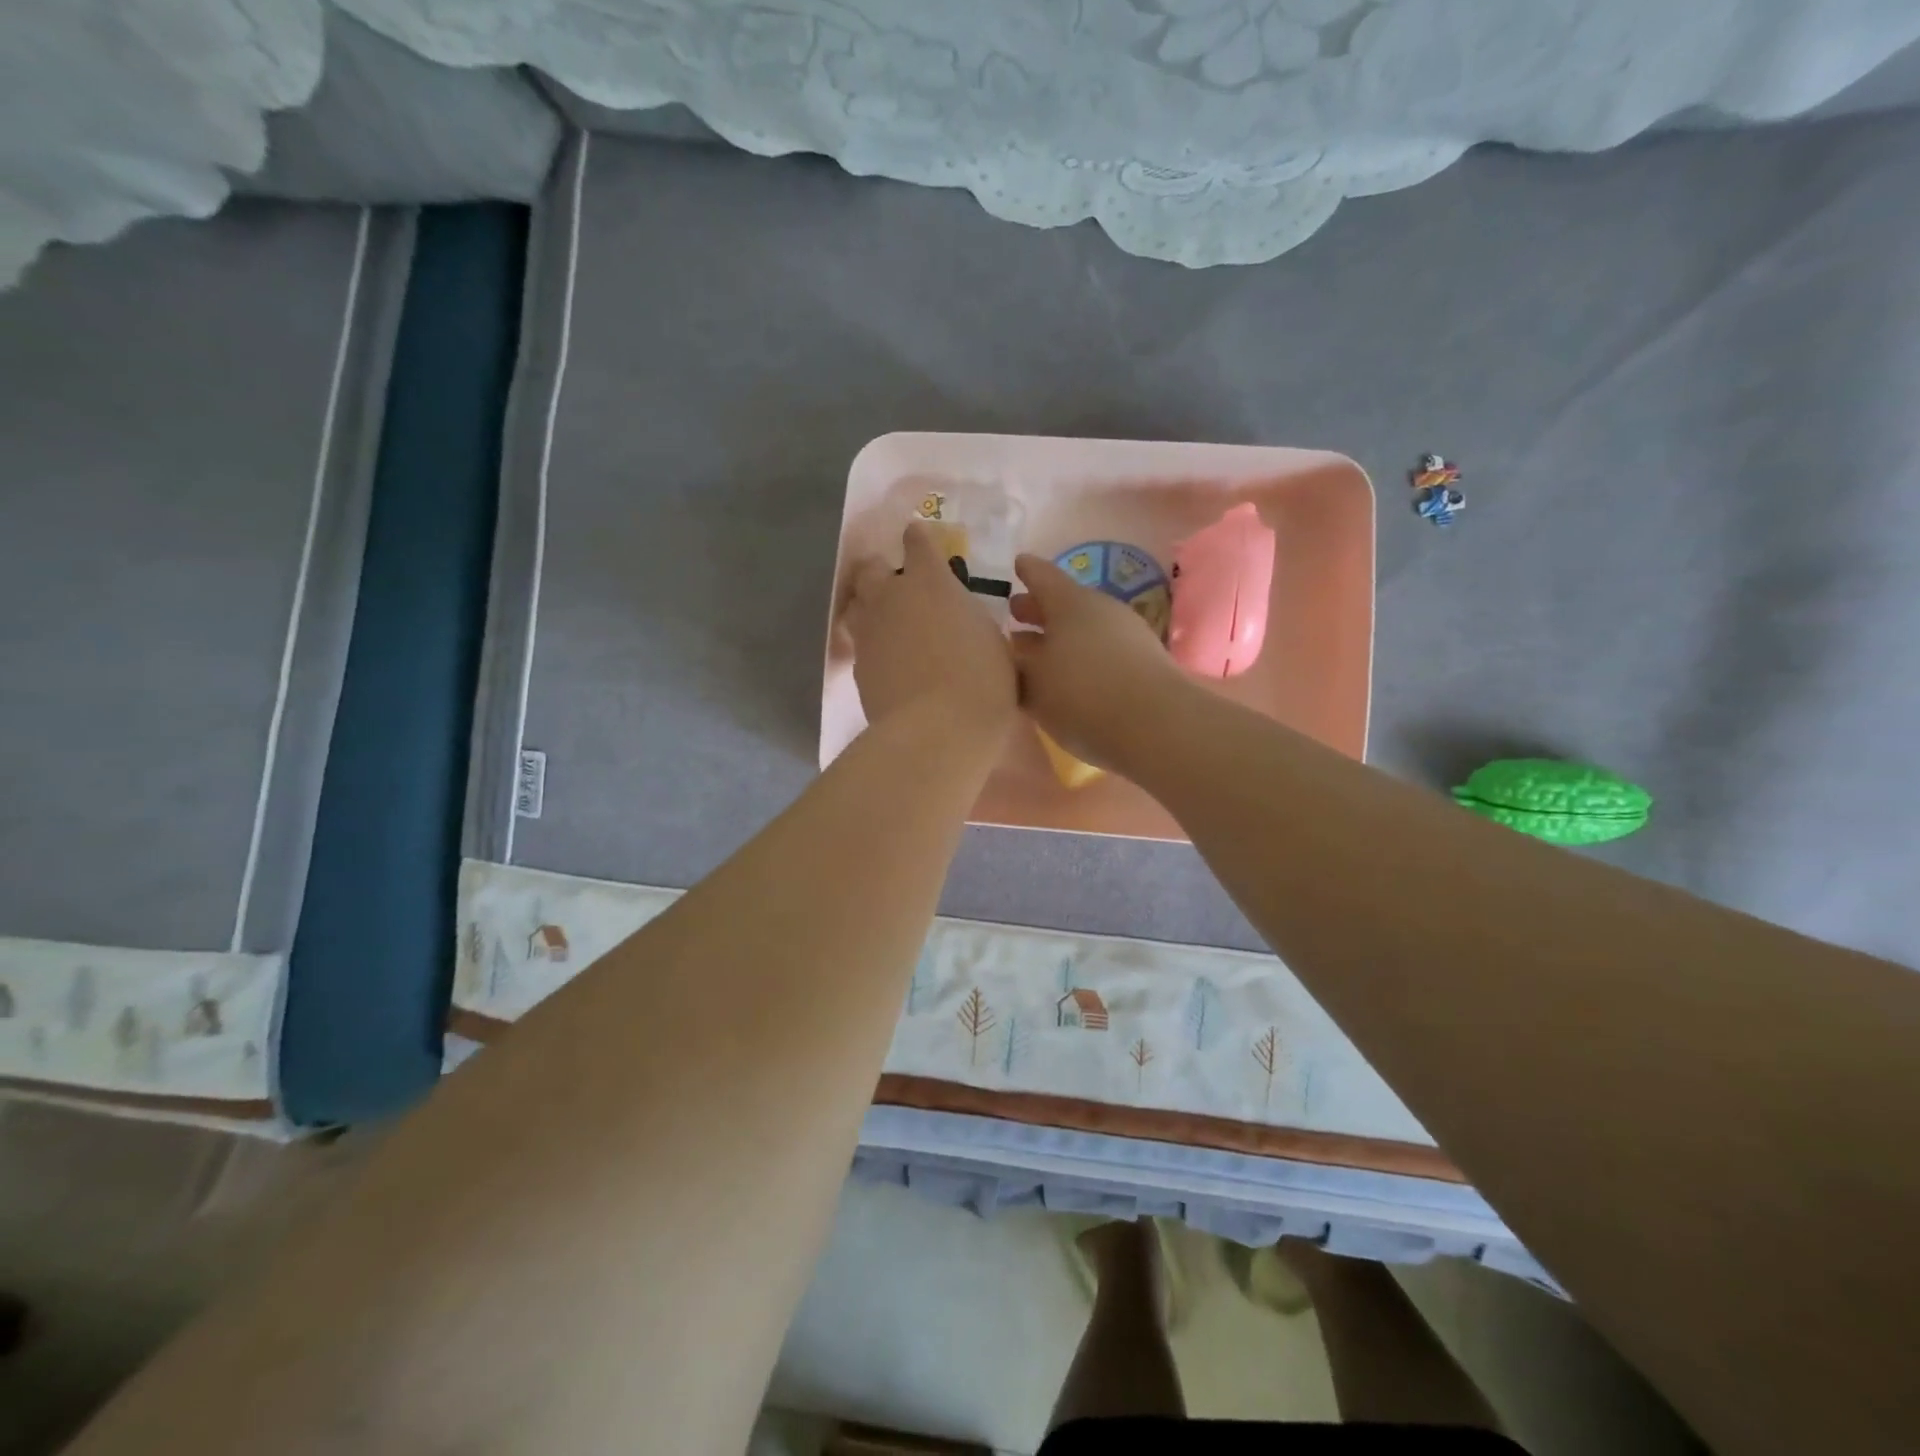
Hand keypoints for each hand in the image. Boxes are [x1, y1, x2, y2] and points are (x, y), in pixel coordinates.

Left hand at [846, 521, 1016, 741]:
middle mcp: (892, 597)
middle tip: (900, 587)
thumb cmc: (981, 681)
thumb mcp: (990, 640)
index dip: (918, 537)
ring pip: (858, 602)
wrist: (937, 729)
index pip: (917, 541)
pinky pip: (860, 641)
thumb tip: (956, 619)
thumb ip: (968, 618)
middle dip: (883, 570)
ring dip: (871, 604)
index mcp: (930, 582)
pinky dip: (872, 643)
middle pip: (872, 568)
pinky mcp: (858, 664)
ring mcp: (869, 630)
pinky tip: (888, 659)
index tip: (920, 538)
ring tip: (888, 621)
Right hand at [1009, 552, 1186, 771]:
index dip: (1027, 571)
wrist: (1156, 726)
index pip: (1042, 577)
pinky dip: (1082, 657)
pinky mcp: (1144, 664)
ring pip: (1084, 629)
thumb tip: (1016, 654)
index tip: (1017, 563)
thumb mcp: (1033, 683)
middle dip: (1039, 610)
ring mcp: (1128, 635)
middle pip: (1065, 604)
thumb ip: (1018, 666)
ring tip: (1040, 653)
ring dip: (1061, 638)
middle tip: (1017, 615)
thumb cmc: (1081, 694)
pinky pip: (1102, 651)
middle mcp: (1101, 610)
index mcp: (1069, 602)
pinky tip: (1072, 677)